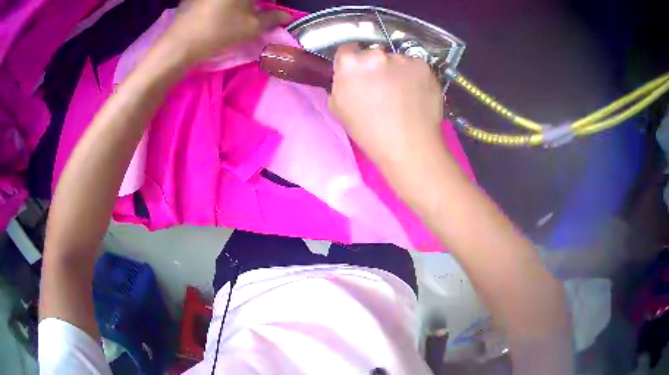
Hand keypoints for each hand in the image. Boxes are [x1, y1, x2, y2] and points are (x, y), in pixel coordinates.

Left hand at [164, 0, 290, 63]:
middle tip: (259, 9)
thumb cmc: (219, 32)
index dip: (271, 2)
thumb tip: (286, 16)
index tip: (272, 7)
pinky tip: (222, 11)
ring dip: (242, 2)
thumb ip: (272, 19)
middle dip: (257, 1)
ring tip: (240, 12)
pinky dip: (225, 3)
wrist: (178, 44)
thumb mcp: (251, 28)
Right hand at [329, 45, 443, 167]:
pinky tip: (416, 94)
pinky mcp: (423, 66)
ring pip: (396, 60)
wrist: (408, 145)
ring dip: (397, 71)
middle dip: (375, 66)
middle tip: (382, 87)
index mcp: (350, 63)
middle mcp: (375, 54)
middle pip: (373, 53)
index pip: (347, 50)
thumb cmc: (369, 132)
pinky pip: (415, 67)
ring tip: (403, 95)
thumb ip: (340, 84)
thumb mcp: (338, 108)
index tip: (359, 75)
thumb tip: (348, 76)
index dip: (352, 62)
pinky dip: (415, 76)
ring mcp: (402, 58)